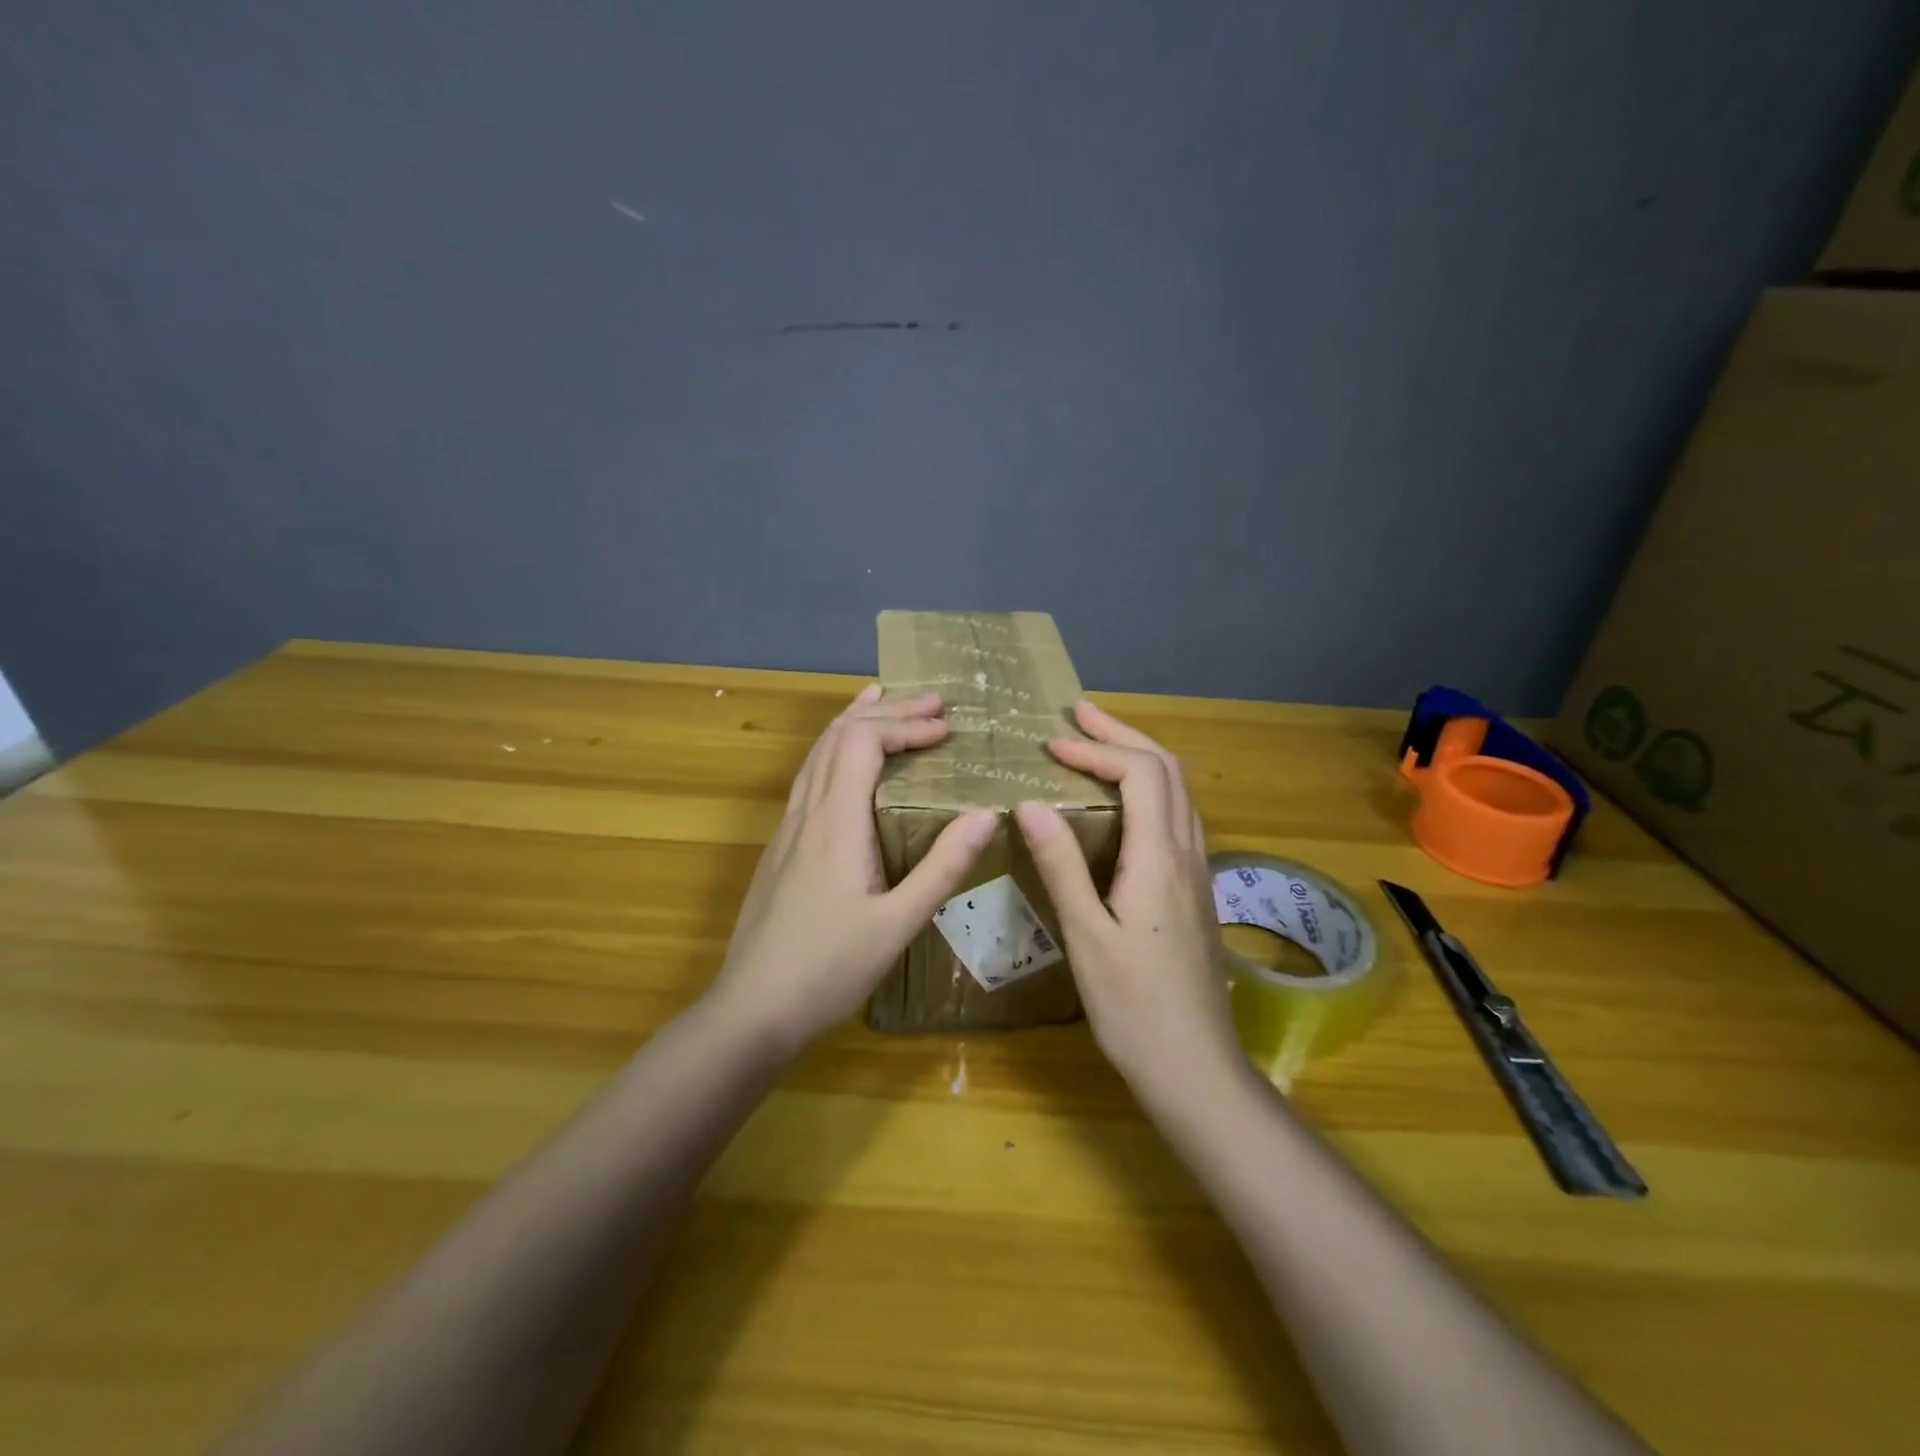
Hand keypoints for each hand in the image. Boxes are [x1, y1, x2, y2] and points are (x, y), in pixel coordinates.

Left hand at [709, 684, 997, 1050]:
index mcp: (836, 823)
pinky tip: (844, 764)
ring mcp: (787, 829)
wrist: (750, 1011)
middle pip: (839, 736)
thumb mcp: (898, 924)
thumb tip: (987, 813)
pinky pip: (808, 778)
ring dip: (852, 721)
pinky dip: (833, 750)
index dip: (906, 724)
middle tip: (932, 701)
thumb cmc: (828, 970)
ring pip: (816, 753)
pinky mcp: (781, 848)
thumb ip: (942, 867)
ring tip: (881, 699)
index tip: (948, 728)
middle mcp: (807, 813)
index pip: (864, 742)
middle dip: (887, 711)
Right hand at [1013, 700, 1240, 1100]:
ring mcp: (1197, 871)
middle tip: (1079, 715)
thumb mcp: (1087, 936)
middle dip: (1123, 735)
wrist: (1195, 1065)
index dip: (1096, 751)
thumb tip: (1033, 804)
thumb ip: (1062, 866)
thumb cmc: (1134, 1006)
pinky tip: (1125, 803)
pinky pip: (1178, 817)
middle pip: (1167, 770)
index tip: (1051, 746)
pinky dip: (1150, 788)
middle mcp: (1187, 853)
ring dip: (1141, 757)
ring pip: (1178, 791)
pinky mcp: (1194, 891)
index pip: (1140, 774)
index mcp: (1159, 858)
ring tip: (1099, 745)